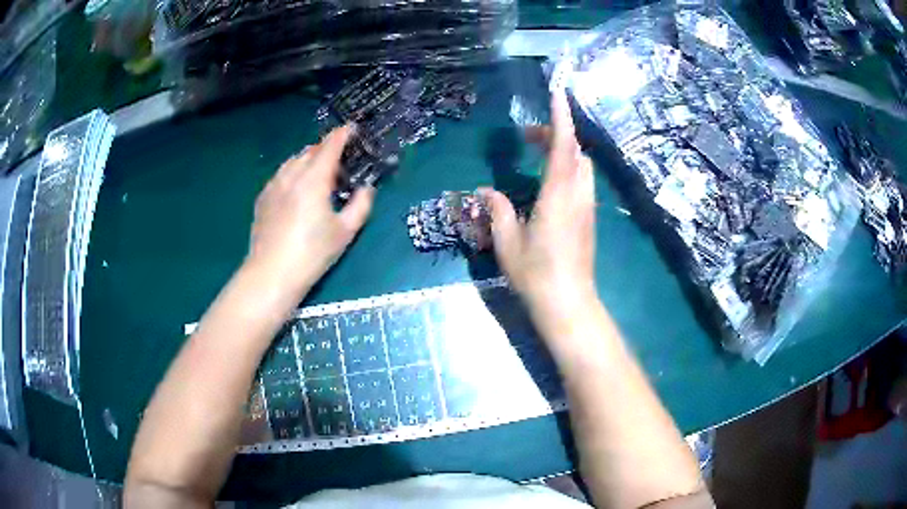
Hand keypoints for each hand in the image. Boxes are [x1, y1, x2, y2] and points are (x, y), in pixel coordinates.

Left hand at [246, 125, 373, 299]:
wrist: (271, 274)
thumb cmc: (312, 253)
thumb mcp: (345, 232)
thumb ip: (360, 205)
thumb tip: (367, 188)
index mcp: (314, 179)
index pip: (330, 145)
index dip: (343, 134)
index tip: (353, 128)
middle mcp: (292, 174)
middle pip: (310, 150)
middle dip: (326, 148)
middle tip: (340, 160)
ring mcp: (273, 185)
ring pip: (293, 161)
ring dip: (308, 159)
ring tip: (318, 172)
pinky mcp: (263, 198)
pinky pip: (281, 174)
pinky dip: (293, 172)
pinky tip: (296, 188)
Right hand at [483, 90, 597, 320]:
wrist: (569, 303)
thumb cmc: (536, 275)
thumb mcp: (508, 243)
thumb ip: (498, 210)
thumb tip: (485, 191)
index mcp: (557, 196)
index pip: (563, 147)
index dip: (561, 117)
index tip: (557, 93)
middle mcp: (578, 195)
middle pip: (575, 151)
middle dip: (556, 132)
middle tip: (528, 134)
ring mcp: (587, 207)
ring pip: (582, 165)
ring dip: (563, 149)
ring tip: (537, 151)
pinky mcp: (588, 218)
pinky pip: (582, 180)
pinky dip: (568, 166)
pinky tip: (549, 178)